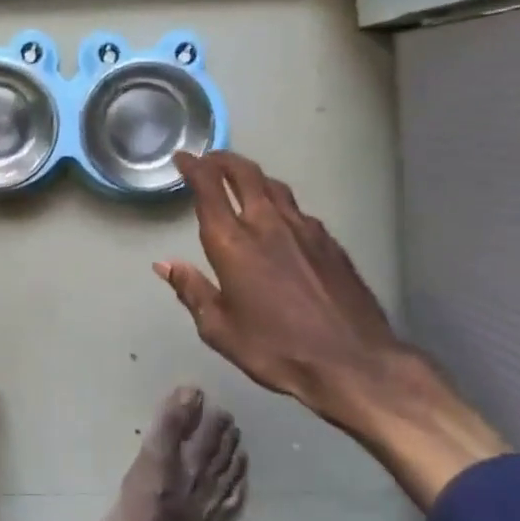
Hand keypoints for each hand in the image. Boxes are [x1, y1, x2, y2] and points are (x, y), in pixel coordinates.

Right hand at [156, 151, 505, 507]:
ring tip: (242, 180)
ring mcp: (305, 231)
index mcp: (234, 244)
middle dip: (224, 160)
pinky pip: (298, 210)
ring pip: (275, 187)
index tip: (183, 157)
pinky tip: (280, 218)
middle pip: (245, 174)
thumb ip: (192, 290)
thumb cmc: (277, 349)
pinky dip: (279, 203)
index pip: (209, 189)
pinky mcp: (331, 244)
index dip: (193, 167)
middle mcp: (268, 225)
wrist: (354, 363)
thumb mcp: (220, 329)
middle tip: (210, 158)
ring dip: (253, 177)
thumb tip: (165, 264)